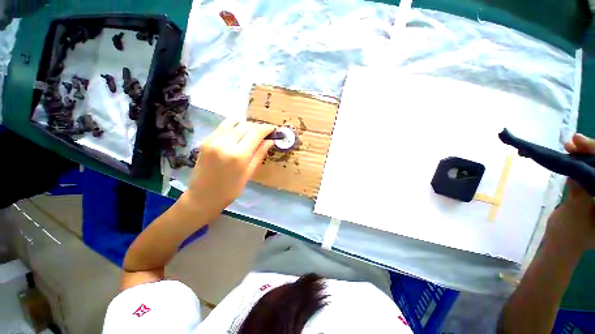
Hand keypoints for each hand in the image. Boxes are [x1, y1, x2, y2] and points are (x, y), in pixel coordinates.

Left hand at [181, 119, 274, 219]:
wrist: (203, 196)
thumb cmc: (231, 189)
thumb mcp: (249, 173)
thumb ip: (260, 154)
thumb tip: (271, 141)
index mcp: (239, 155)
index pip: (256, 133)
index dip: (266, 128)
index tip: (273, 129)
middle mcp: (225, 143)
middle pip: (245, 125)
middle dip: (257, 126)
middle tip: (263, 133)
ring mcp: (213, 140)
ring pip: (233, 122)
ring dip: (245, 125)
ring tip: (250, 134)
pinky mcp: (205, 140)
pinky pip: (223, 127)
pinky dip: (233, 128)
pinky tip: (237, 136)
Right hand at [546, 133, 594, 251]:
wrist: (561, 243)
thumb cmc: (569, 236)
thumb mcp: (574, 216)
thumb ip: (579, 194)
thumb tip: (577, 168)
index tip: (583, 144)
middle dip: (594, 151)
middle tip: (576, 141)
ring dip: (587, 152)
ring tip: (571, 144)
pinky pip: (591, 168)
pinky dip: (581, 158)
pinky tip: (572, 151)